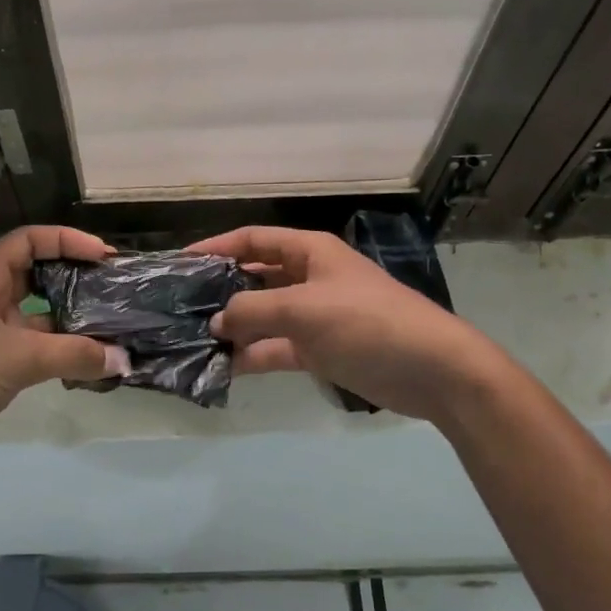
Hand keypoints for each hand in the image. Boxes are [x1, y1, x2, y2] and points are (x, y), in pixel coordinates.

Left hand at [0, 226, 129, 478]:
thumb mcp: (17, 358)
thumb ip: (73, 355)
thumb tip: (123, 359)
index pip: (29, 240)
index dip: (67, 240)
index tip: (104, 256)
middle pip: (35, 274)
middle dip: (73, 277)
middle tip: (112, 288)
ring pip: (36, 315)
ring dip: (70, 319)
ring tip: (112, 325)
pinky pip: (33, 348)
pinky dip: (60, 351)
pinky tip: (89, 361)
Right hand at [190, 226, 486, 423]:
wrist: (431, 370)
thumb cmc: (367, 322)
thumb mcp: (304, 309)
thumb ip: (253, 312)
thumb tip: (215, 321)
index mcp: (309, 252)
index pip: (253, 240)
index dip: (217, 246)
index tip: (180, 262)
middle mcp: (308, 278)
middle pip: (254, 277)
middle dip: (220, 290)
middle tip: (179, 307)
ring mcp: (314, 316)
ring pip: (263, 316)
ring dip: (233, 327)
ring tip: (190, 341)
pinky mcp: (320, 350)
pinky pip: (276, 347)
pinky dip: (253, 355)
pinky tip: (222, 367)